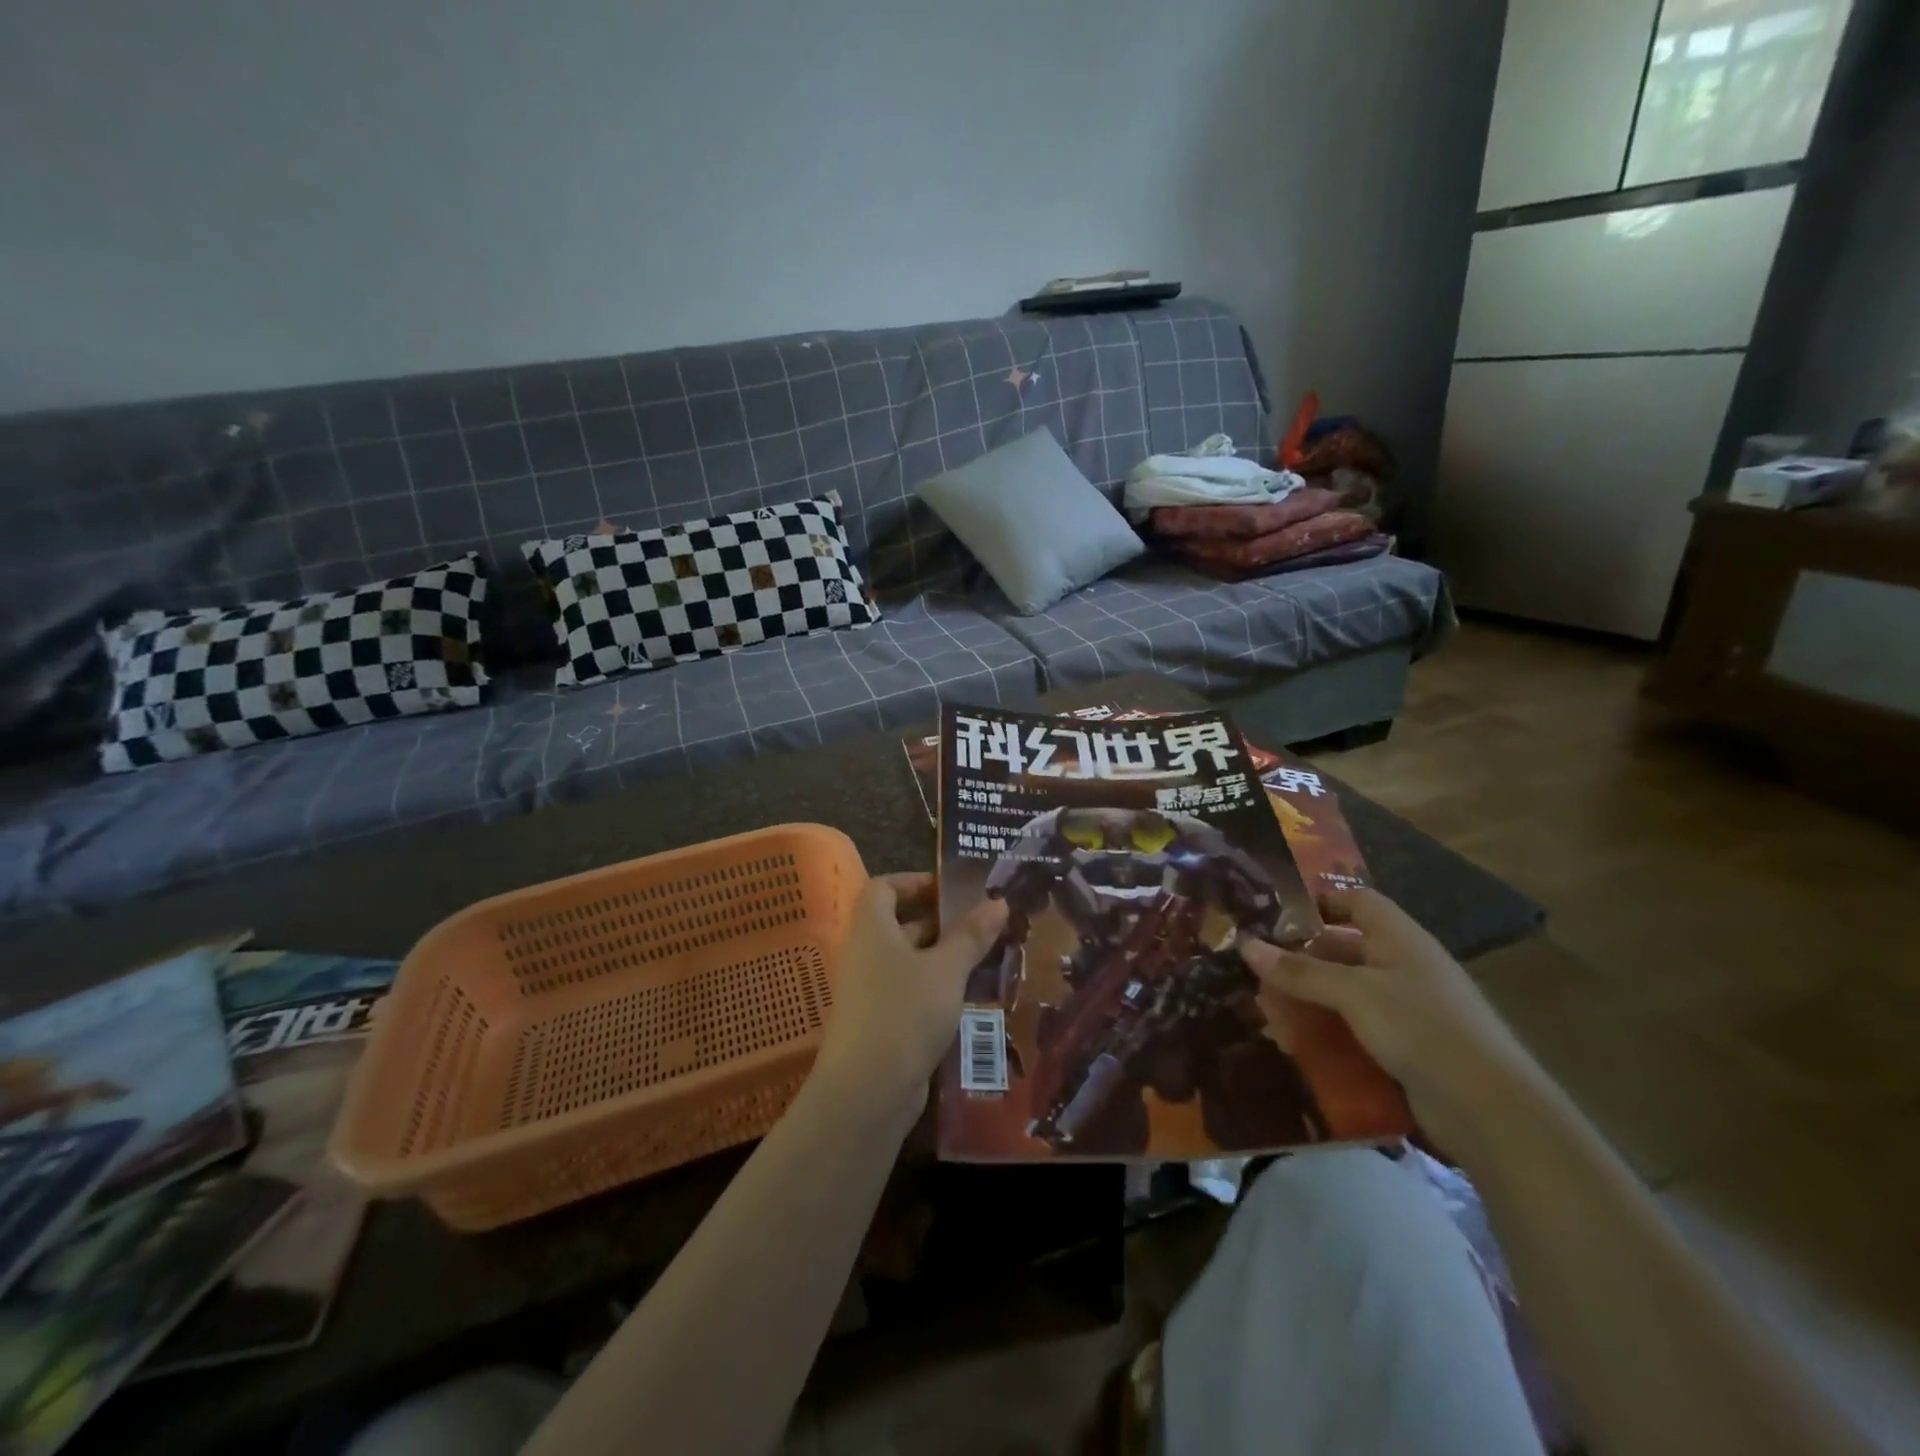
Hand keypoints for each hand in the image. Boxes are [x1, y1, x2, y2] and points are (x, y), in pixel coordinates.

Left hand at [813, 873, 1007, 1110]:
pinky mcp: (880, 1023)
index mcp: (872, 928)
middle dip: (941, 922)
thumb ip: (972, 935)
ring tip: (987, 958)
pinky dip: (937, 989)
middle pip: (900, 923)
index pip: (885, 887)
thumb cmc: (905, 1013)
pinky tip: (970, 998)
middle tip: (984, 924)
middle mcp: (866, 954)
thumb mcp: (946, 970)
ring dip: (944, 958)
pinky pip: (910, 992)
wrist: (867, 1092)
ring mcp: (870, 991)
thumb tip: (999, 901)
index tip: (952, 888)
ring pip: (909, 961)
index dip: (915, 881)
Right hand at [1237, 887, 1538, 1148]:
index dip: (1319, 902)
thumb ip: (1299, 970)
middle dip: (1303, 957)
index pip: (1356, 901)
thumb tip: (1245, 943)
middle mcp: (1405, 966)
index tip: (1274, 916)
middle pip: (1346, 948)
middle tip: (1256, 967)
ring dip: (1312, 997)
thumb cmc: (1420, 1027)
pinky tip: (1297, 1042)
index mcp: (1399, 938)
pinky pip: (1358, 1028)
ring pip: (1348, 991)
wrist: (1490, 1109)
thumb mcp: (1353, 992)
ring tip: (1267, 1006)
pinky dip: (1329, 1030)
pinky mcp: (1408, 1047)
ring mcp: (1409, 1009)